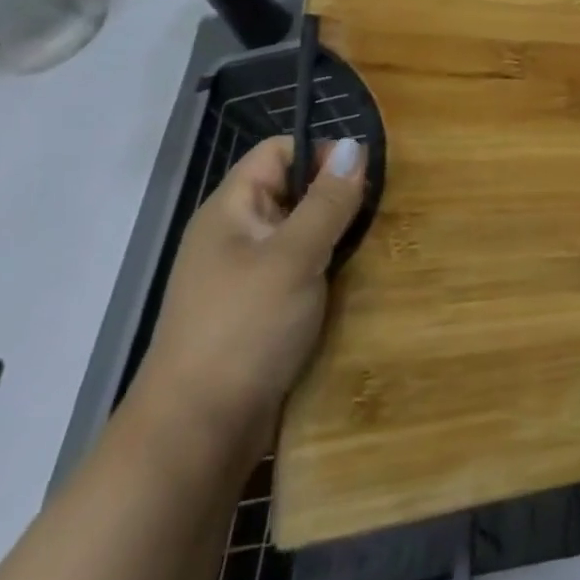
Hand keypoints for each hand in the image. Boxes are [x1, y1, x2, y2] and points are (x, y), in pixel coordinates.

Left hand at [128, 135, 365, 464]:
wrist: (198, 433)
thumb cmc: (244, 330)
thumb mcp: (294, 257)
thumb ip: (328, 201)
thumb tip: (354, 145)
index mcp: (232, 210)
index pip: (278, 151)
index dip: (320, 153)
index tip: (364, 178)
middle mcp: (236, 235)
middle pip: (294, 191)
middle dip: (338, 197)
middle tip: (381, 213)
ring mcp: (247, 276)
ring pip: (303, 234)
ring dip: (339, 237)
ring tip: (379, 245)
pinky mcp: (261, 311)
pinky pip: (302, 271)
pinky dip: (329, 270)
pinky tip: (359, 282)